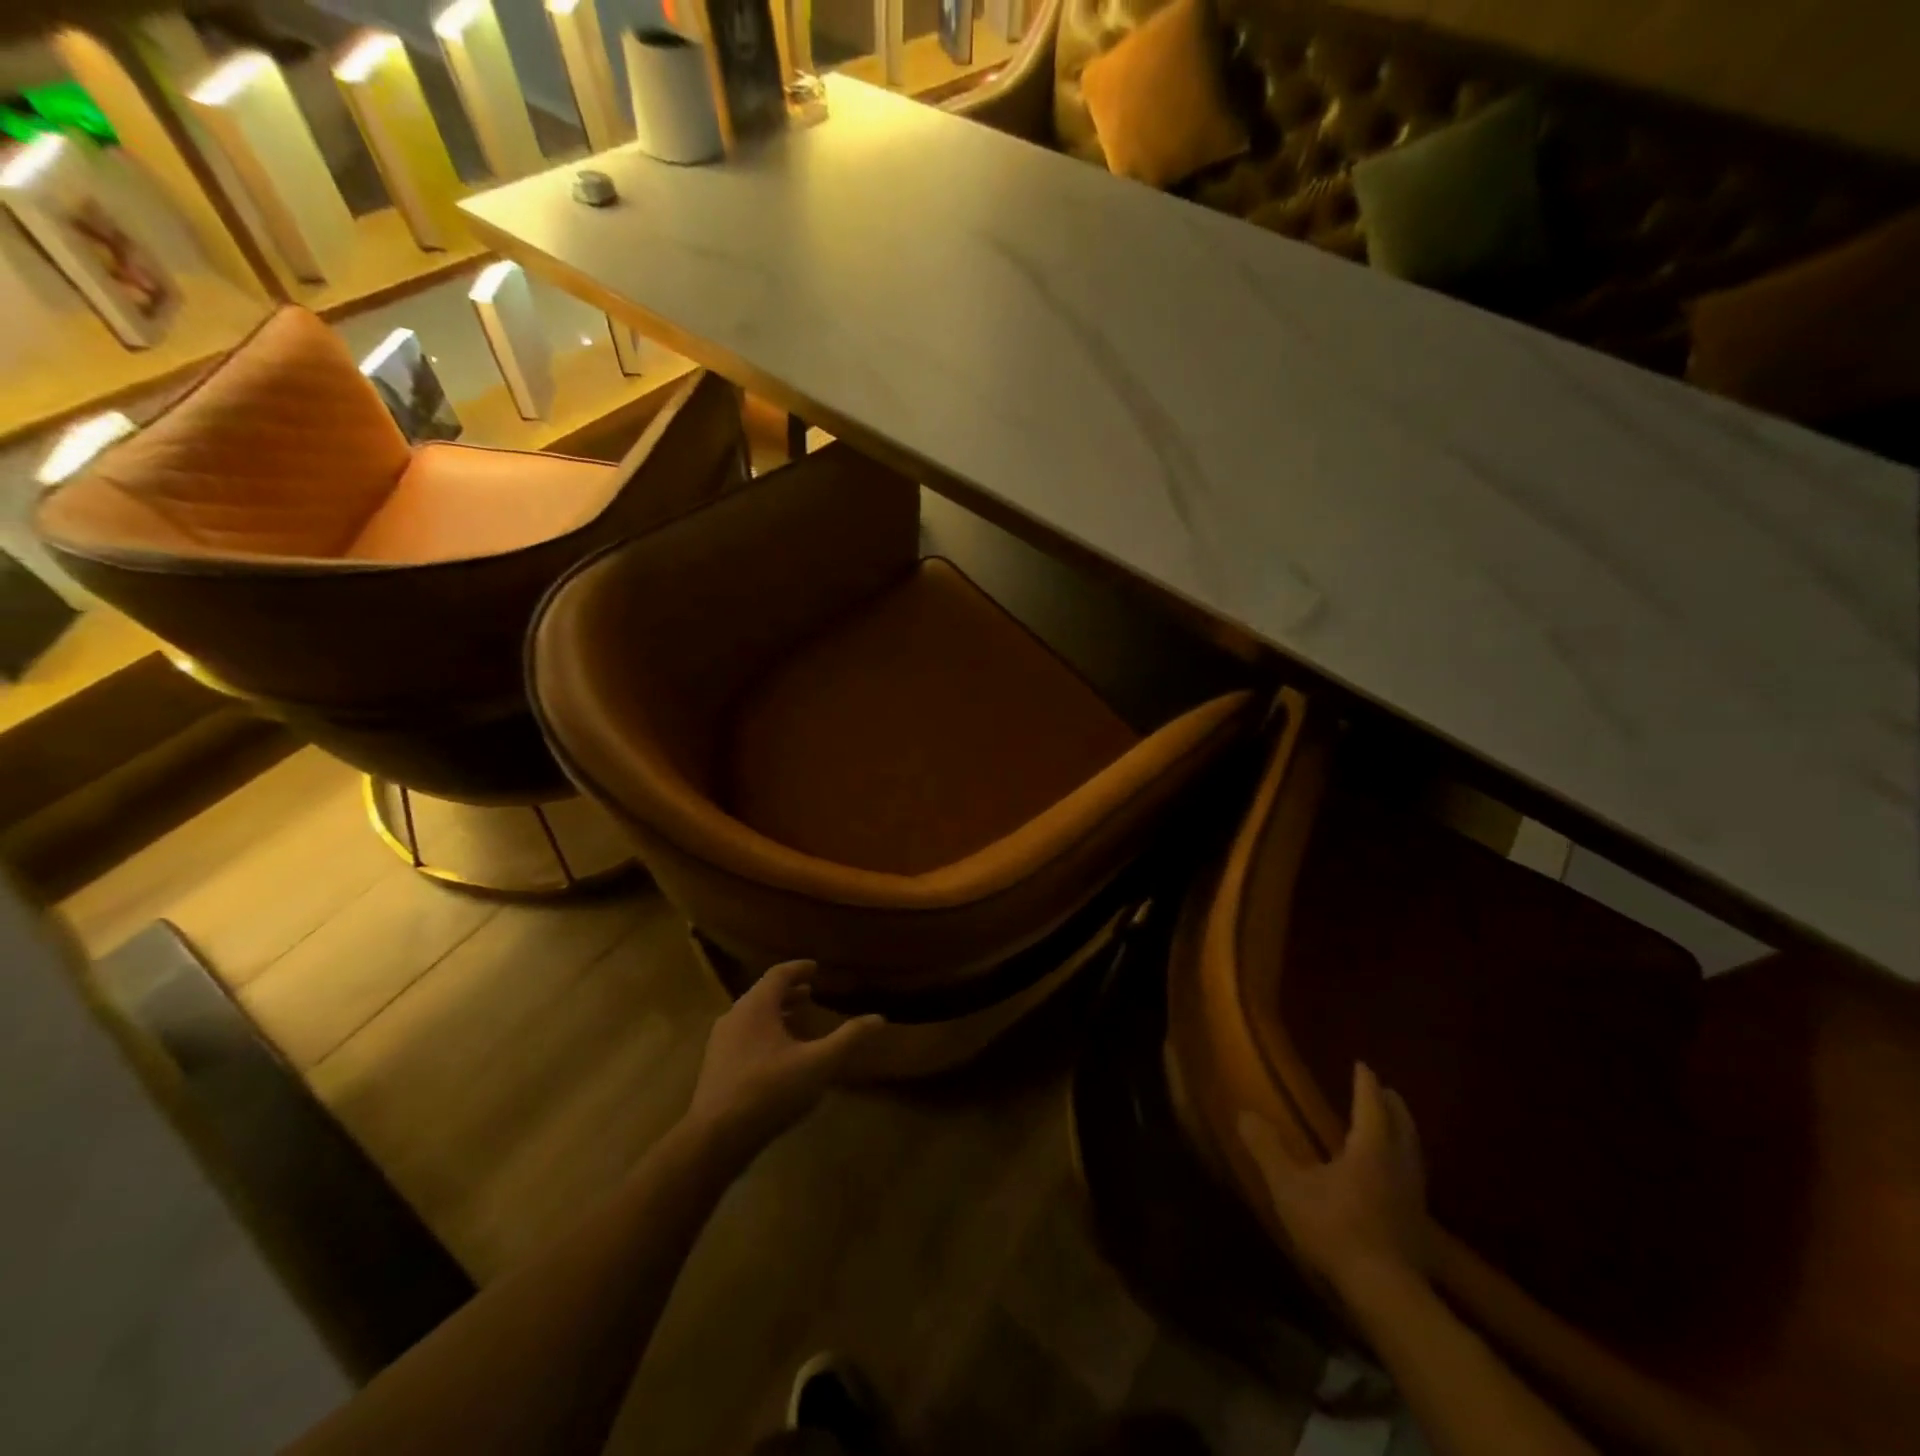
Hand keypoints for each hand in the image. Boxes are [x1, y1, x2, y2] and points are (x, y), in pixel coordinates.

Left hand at [687, 960, 884, 1152]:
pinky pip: (743, 1037)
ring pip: (751, 1017)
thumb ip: (848, 1039)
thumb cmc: (770, 1091)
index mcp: (756, 1007)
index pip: (778, 975)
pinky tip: (777, 1057)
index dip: (798, 969)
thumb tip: (879, 1018)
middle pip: (763, 995)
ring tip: (796, 1021)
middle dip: (788, 992)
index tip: (815, 968)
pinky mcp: (715, 1068)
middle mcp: (734, 1017)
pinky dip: (763, 1033)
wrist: (715, 1139)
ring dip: (775, 1014)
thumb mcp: (818, 1064)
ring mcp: (720, 1043)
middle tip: (810, 993)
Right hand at [1237, 1063, 1429, 1291]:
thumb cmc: (1335, 1228)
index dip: (1365, 1083)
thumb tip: (1244, 1113)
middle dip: (1393, 1106)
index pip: (1370, 1105)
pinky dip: (1407, 1164)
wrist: (1385, 1293)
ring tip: (1396, 1127)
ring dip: (1405, 1135)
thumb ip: (1268, 1149)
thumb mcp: (1289, 1186)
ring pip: (1414, 1154)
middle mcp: (1398, 1166)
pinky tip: (1398, 1179)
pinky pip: (1415, 1180)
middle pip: (1402, 1127)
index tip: (1362, 1065)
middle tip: (1386, 1091)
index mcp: (1371, 1149)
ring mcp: (1414, 1198)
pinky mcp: (1419, 1228)